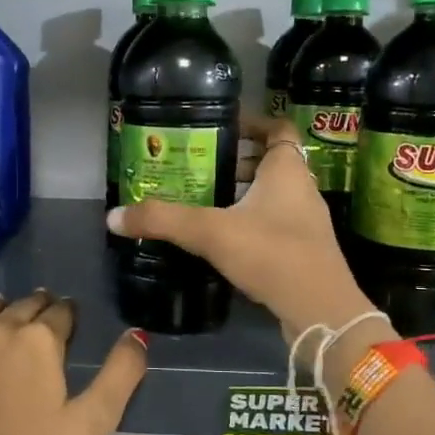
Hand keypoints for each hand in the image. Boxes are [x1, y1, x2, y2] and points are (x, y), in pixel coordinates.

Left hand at [0, 291, 145, 434]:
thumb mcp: (91, 425)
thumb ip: (121, 374)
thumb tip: (137, 333)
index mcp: (40, 339)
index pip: (61, 312)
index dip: (68, 317)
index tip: (69, 325)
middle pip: (22, 305)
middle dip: (36, 310)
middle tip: (40, 324)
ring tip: (3, 327)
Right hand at [108, 113, 375, 343]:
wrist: (320, 311)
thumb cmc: (272, 254)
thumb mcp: (211, 232)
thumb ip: (164, 221)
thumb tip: (114, 216)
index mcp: (287, 170)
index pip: (277, 128)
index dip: (252, 123)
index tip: (219, 127)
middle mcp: (301, 189)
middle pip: (270, 161)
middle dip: (236, 161)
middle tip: (199, 166)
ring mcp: (306, 222)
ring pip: (271, 195)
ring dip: (242, 193)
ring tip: (203, 200)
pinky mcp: (303, 250)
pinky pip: (273, 223)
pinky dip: (249, 221)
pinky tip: (221, 238)